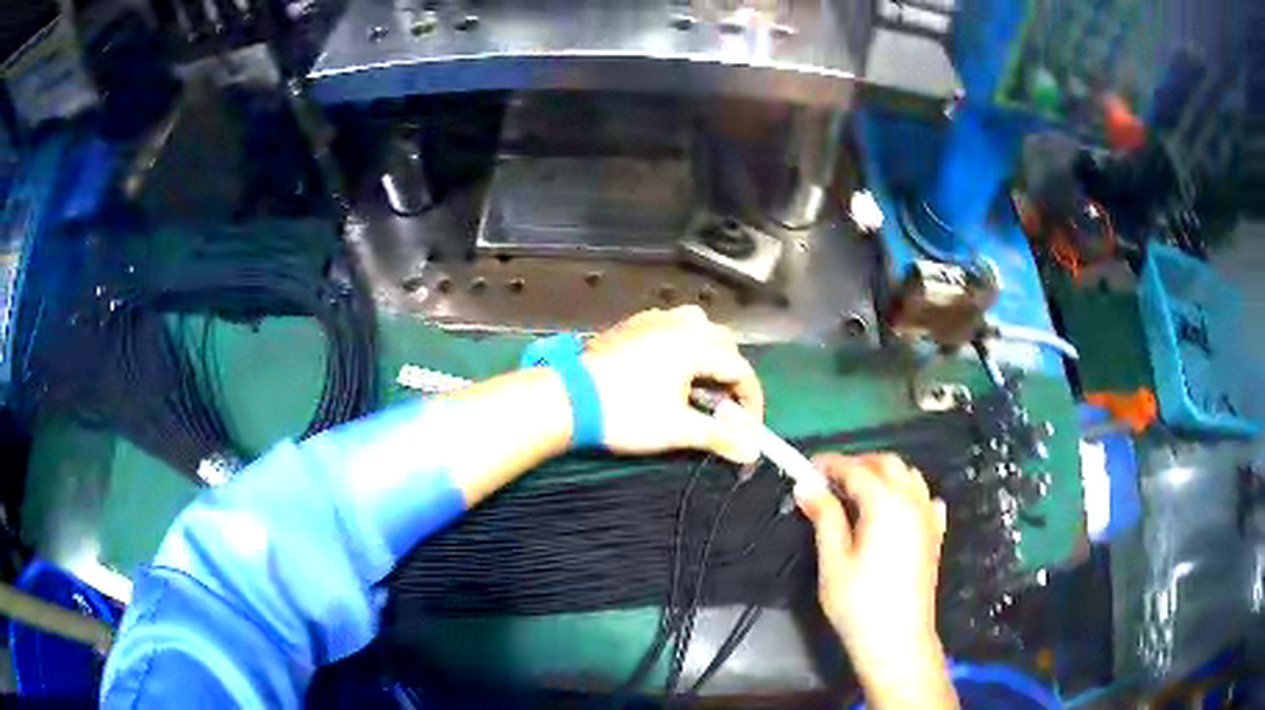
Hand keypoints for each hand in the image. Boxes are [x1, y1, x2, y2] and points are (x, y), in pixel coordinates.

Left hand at [582, 306, 762, 463]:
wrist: (567, 399)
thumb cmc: (627, 413)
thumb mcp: (677, 429)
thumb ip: (719, 436)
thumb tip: (751, 450)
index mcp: (696, 344)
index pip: (740, 370)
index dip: (751, 402)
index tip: (746, 431)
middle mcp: (679, 323)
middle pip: (724, 344)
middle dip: (731, 376)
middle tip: (725, 408)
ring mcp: (652, 320)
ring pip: (697, 327)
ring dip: (709, 354)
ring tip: (700, 385)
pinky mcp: (631, 325)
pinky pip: (670, 326)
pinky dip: (682, 345)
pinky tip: (669, 369)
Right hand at [795, 453, 956, 708]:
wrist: (898, 640)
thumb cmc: (859, 603)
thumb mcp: (833, 561)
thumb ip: (824, 517)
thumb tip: (806, 485)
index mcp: (885, 503)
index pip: (856, 470)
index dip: (830, 464)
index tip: (807, 467)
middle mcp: (912, 501)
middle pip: (888, 463)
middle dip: (859, 463)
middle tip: (830, 479)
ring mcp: (928, 517)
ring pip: (910, 476)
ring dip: (884, 474)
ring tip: (859, 493)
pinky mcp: (935, 536)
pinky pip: (926, 499)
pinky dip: (909, 494)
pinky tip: (896, 512)